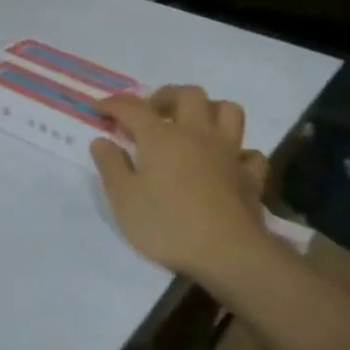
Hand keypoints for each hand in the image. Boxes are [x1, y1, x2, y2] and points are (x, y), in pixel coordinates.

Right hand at [90, 85, 272, 284]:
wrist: (228, 253)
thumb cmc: (166, 224)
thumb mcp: (123, 198)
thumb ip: (111, 165)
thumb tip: (102, 141)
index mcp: (161, 137)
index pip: (133, 108)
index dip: (114, 104)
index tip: (99, 108)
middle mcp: (197, 135)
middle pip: (188, 95)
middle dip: (165, 97)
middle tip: (149, 113)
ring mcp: (229, 153)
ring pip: (227, 111)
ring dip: (208, 110)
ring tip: (191, 125)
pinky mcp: (250, 177)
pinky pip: (249, 152)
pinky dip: (236, 151)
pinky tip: (224, 162)